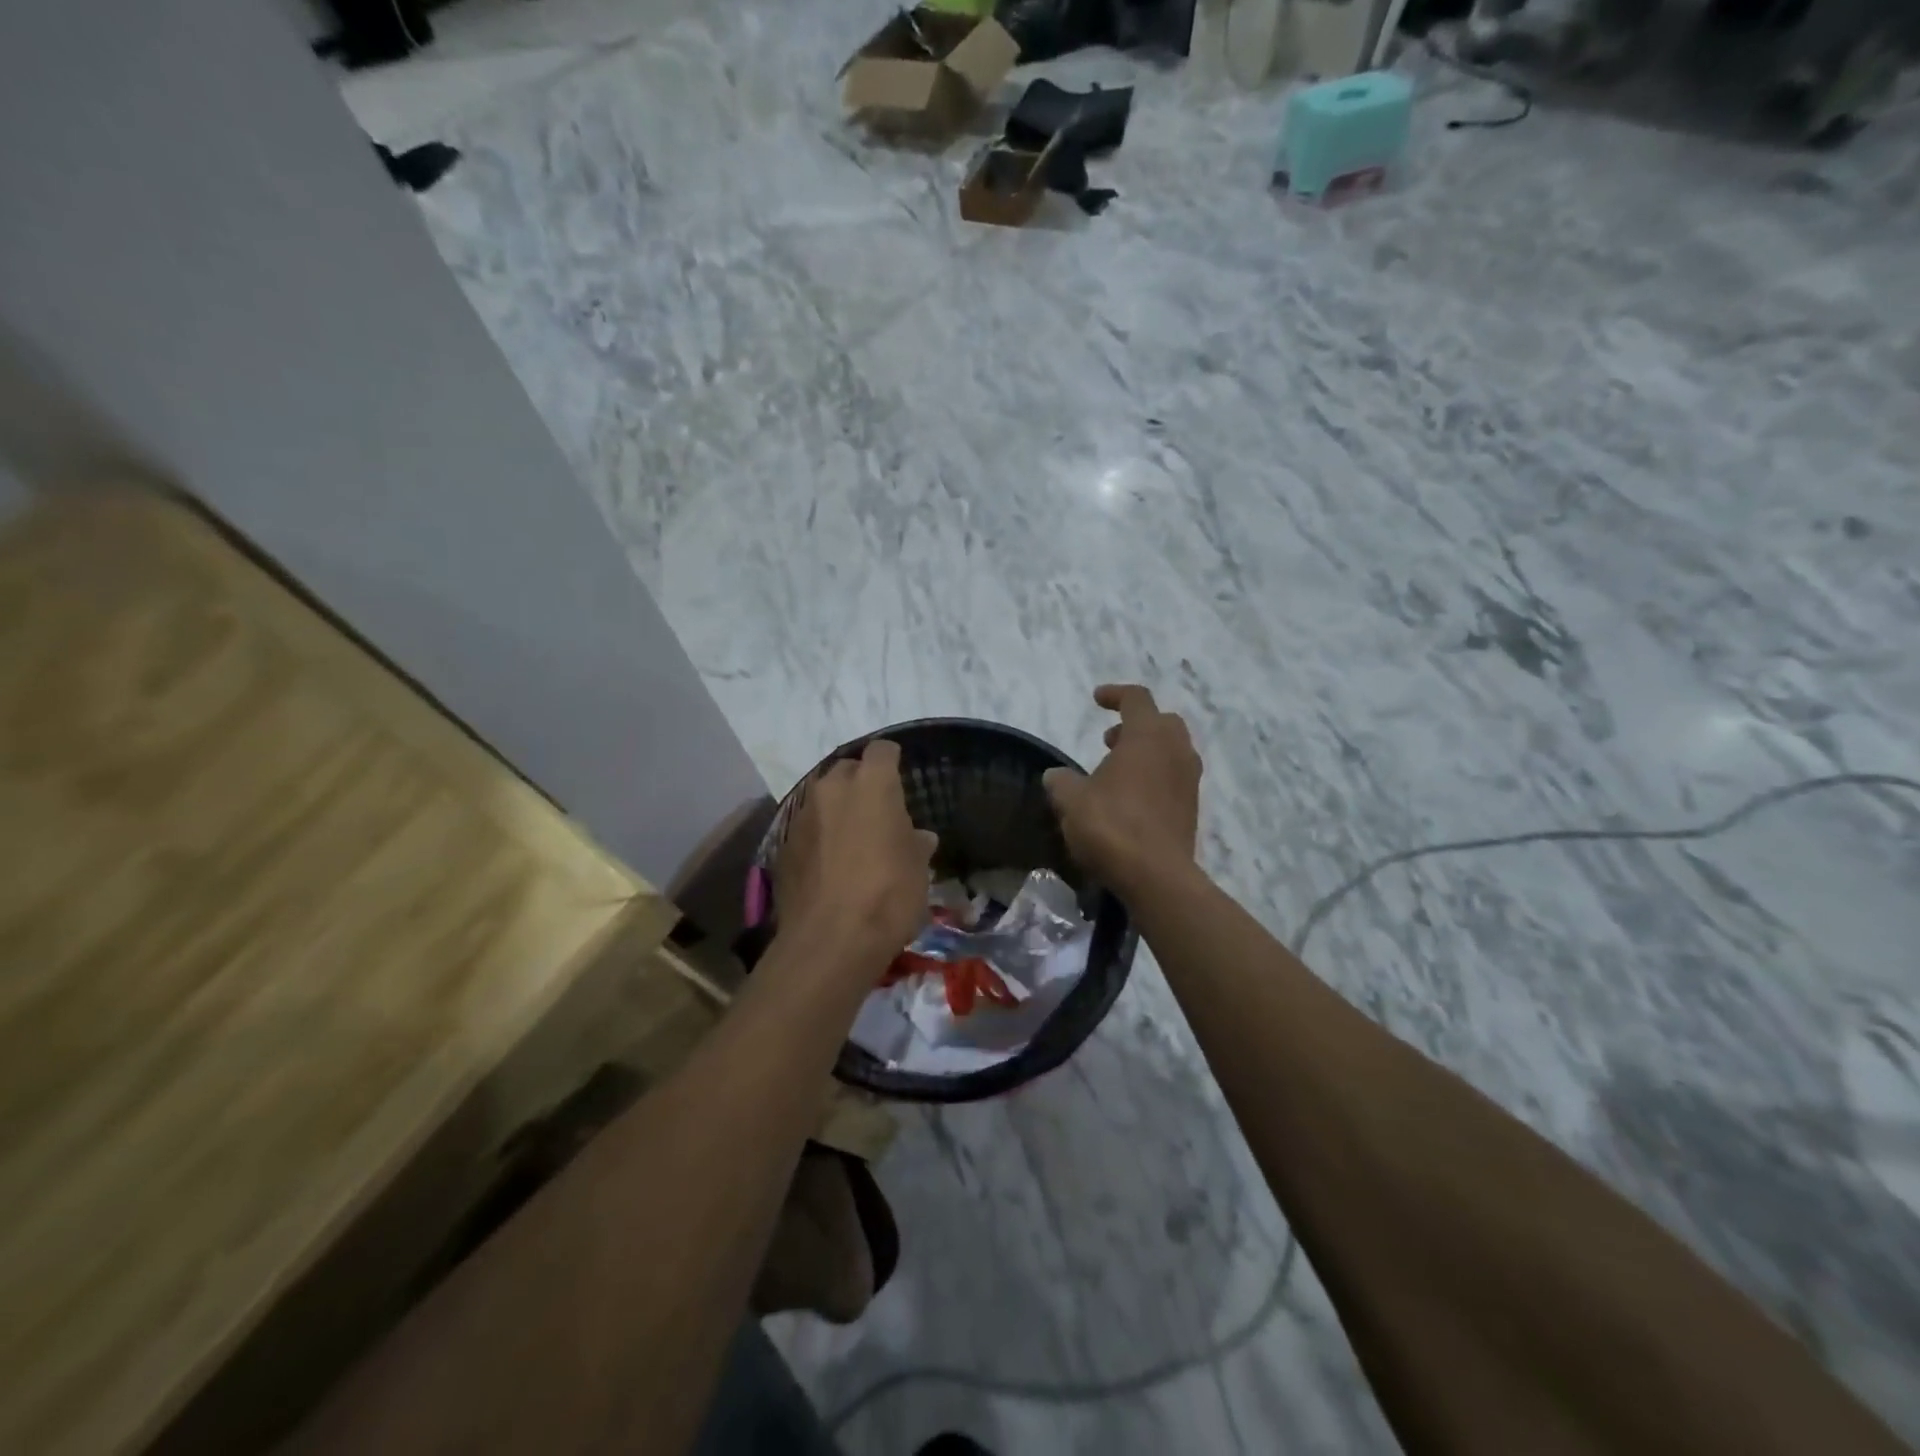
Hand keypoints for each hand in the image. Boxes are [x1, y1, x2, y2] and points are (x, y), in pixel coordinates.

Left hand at [776, 739, 937, 977]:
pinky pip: (807, 828)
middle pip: (847, 769)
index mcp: (871, 784)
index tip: (900, 778)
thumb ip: (916, 844)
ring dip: (838, 810)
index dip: (892, 761)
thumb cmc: (887, 895)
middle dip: (861, 783)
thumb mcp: (918, 870)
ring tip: (854, 839)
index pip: (882, 751)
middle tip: (878, 811)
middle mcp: (832, 788)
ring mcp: (802, 815)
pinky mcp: (782, 845)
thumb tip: (919, 837)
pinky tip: (831, 864)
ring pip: (823, 798)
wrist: (829, 942)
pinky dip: (820, 836)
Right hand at [1045, 684, 1201, 899]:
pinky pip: (1175, 778)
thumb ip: (1062, 782)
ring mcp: (1189, 780)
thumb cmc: (1111, 826)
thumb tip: (1056, 776)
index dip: (1115, 694)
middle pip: (1161, 722)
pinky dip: (1155, 777)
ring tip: (1117, 772)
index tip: (1096, 699)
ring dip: (1147, 752)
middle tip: (1109, 741)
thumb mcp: (1071, 801)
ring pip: (1172, 751)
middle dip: (1135, 724)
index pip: (1136, 698)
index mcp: (1147, 736)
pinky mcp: (1192, 808)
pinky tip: (1131, 800)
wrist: (1156, 876)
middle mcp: (1175, 751)